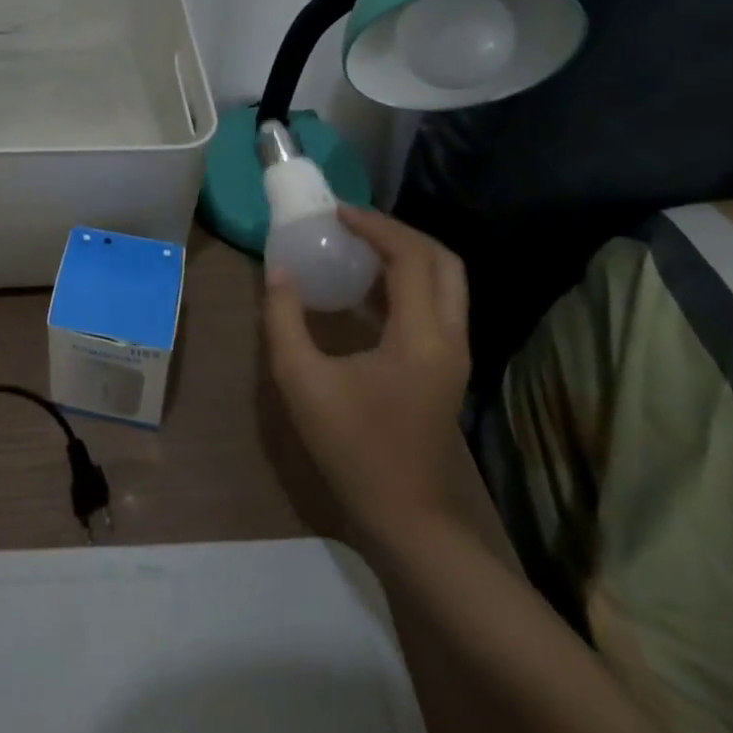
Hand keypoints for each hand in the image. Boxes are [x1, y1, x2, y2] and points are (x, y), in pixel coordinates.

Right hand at [264, 207, 470, 548]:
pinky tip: (365, 284)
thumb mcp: (301, 380)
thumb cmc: (353, 448)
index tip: (336, 213)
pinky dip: (407, 279)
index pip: (410, 257)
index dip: (375, 226)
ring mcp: (454, 353)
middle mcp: (450, 337)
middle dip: (399, 232)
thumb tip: (278, 270)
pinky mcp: (446, 366)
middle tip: (353, 223)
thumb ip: (284, 318)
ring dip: (406, 254)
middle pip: (443, 261)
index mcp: (421, 337)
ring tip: (357, 243)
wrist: (407, 519)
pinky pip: (436, 304)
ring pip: (446, 281)